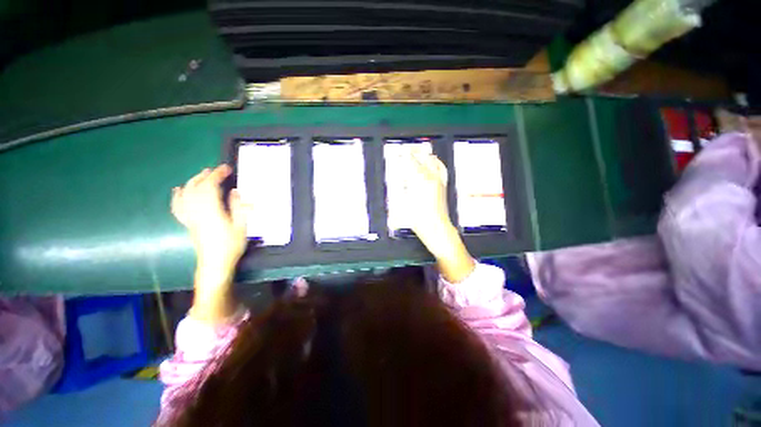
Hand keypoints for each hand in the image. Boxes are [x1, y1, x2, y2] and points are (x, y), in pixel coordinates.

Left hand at [171, 165, 248, 269]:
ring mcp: (190, 217)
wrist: (215, 263)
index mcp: (212, 211)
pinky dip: (177, 197)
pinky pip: (178, 207)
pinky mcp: (188, 223)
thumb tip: (234, 192)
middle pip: (197, 188)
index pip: (211, 187)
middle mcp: (197, 211)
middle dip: (206, 176)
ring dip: (193, 182)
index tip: (226, 168)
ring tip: (201, 175)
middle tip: (216, 170)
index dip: (217, 175)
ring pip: (186, 194)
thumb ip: (237, 208)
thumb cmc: (231, 245)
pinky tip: (178, 190)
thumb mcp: (241, 226)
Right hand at [401, 150, 475, 282]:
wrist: (437, 228)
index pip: (411, 163)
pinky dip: (437, 163)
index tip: (400, 152)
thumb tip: (400, 179)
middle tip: (408, 150)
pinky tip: (434, 163)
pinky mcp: (443, 186)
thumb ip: (402, 189)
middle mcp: (431, 178)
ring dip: (426, 156)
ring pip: (434, 162)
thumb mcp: (404, 204)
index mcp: (420, 181)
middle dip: (415, 152)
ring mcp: (439, 181)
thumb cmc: (419, 219)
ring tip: (420, 153)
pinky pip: (441, 169)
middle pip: (424, 158)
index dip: (405, 156)